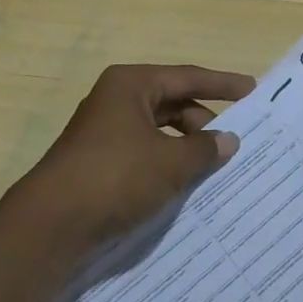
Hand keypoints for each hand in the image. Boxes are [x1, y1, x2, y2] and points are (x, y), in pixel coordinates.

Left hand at [20, 64, 254, 240]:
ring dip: (184, 145)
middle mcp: (115, 99)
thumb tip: (228, 140)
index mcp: (131, 84)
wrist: (51, 224)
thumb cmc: (116, 177)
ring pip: (156, 129)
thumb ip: (204, 149)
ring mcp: (103, 130)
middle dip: (203, 120)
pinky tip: (181, 184)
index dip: (222, 84)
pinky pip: (142, 151)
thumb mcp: (169, 162)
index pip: (186, 77)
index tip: (252, 89)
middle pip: (171, 102)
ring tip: (211, 167)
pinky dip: (165, 162)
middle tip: (233, 141)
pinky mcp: (96, 161)